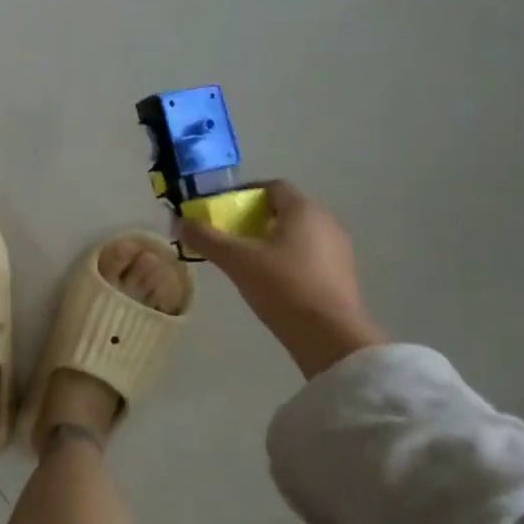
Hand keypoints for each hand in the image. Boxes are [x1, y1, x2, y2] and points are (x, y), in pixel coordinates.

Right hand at [178, 181, 384, 379]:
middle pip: (284, 210)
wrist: (330, 336)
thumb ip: (207, 239)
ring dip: (269, 240)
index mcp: (303, 210)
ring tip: (244, 259)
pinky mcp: (341, 276)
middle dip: (253, 218)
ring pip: (297, 234)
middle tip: (228, 235)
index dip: (244, 193)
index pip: (272, 187)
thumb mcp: (237, 260)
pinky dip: (285, 258)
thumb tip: (182, 222)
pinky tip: (269, 280)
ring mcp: (338, 250)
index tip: (221, 209)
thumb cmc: (283, 286)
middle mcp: (326, 222)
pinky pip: (308, 255)